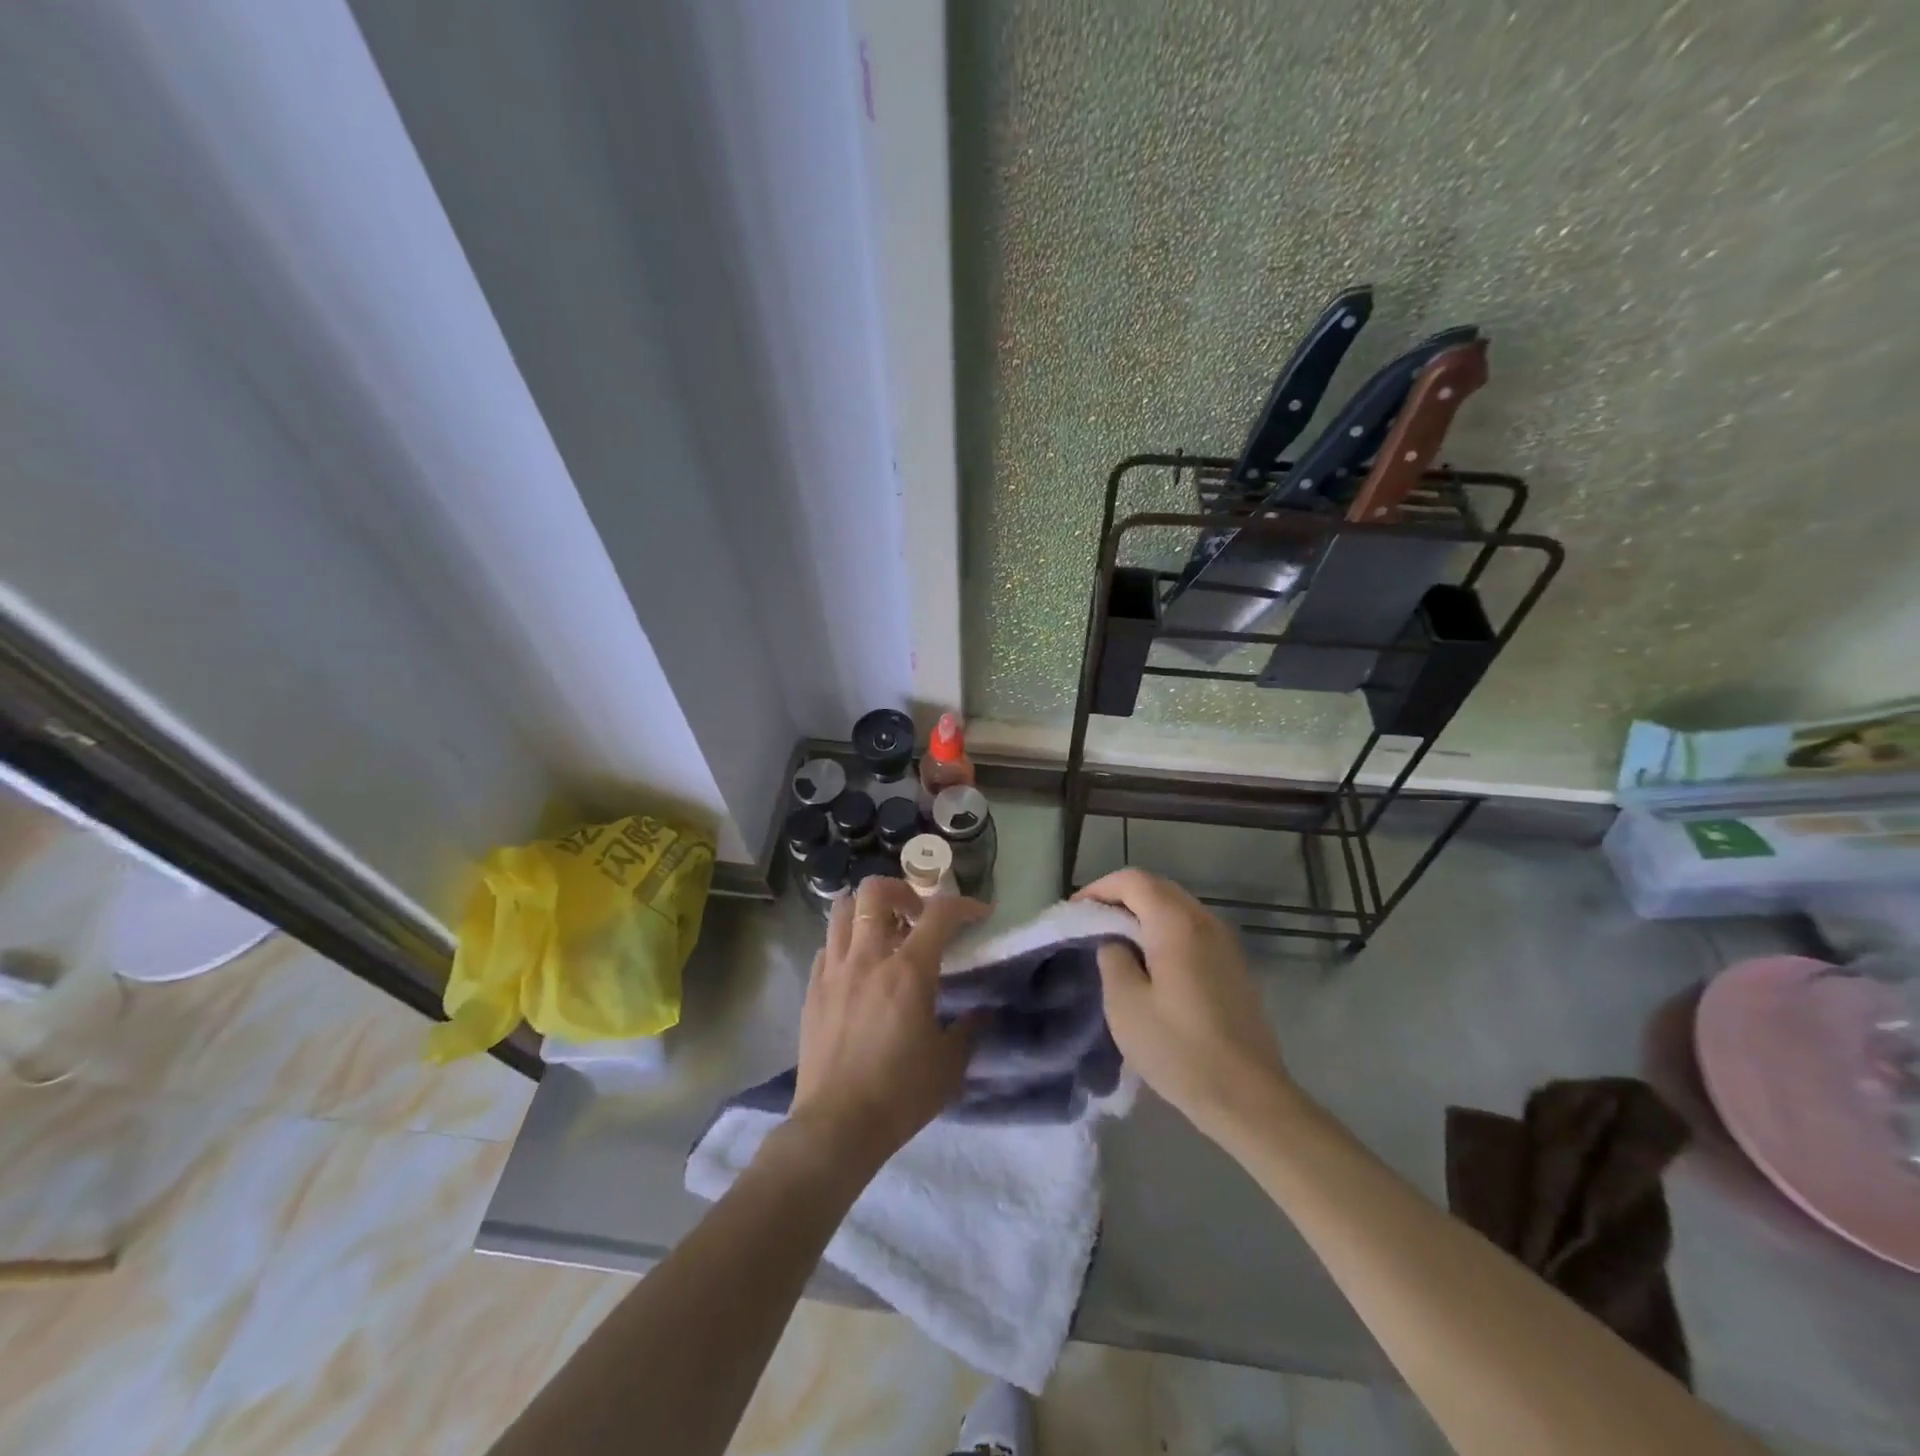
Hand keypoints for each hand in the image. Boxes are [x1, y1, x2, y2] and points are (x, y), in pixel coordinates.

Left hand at [788, 877, 986, 1174]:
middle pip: (876, 892)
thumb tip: (982, 1014)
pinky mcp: (812, 989)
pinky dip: (846, 942)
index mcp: (908, 971)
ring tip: (884, 931)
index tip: (978, 913)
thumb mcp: (949, 1064)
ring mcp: (834, 971)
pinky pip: (828, 946)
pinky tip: (858, 966)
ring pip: (843, 910)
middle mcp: (868, 958)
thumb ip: (969, 1030)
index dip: (964, 905)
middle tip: (917, 914)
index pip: (940, 914)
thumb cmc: (900, 1094)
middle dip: (902, 890)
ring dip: (868, 910)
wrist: (837, 1126)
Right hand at [1076, 868, 1295, 1141]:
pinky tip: (1151, 962)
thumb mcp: (1125, 1004)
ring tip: (1116, 941)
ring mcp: (1225, 942)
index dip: (1100, 889)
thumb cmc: (1179, 1049)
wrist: (1247, 1096)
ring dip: (1144, 914)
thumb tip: (1115, 940)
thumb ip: (1112, 957)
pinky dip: (1164, 931)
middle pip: (1157, 888)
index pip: (1133, 880)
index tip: (1076, 911)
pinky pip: (1192, 929)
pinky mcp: (1234, 965)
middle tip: (1092, 923)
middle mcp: (1205, 921)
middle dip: (1121, 897)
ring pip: (1177, 907)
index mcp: (1176, 923)